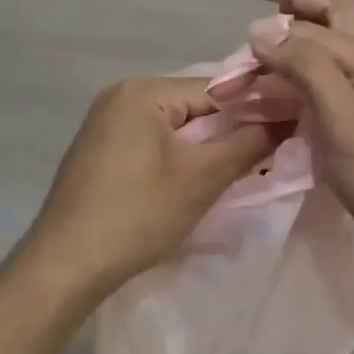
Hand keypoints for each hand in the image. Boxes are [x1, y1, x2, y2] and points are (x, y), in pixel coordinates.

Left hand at [21, 76, 278, 296]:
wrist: (65, 264)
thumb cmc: (137, 214)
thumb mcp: (201, 179)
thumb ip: (247, 144)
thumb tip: (288, 118)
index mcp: (143, 89)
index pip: (215, 89)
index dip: (253, 111)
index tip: (286, 132)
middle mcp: (120, 94)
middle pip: (192, 105)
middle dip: (227, 131)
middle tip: (264, 158)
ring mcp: (105, 121)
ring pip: (173, 125)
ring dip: (202, 147)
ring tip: (233, 172)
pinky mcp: (99, 148)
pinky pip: (150, 140)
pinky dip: (175, 156)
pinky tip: (189, 182)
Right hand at [241, 0, 353, 287]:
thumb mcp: (348, 124)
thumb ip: (308, 70)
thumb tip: (265, 29)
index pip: (317, 30)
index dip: (273, 34)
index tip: (234, 51)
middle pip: (333, 18)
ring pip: (329, 56)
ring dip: (292, 45)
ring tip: (256, 45)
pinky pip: (330, 90)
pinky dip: (300, 83)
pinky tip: (279, 92)